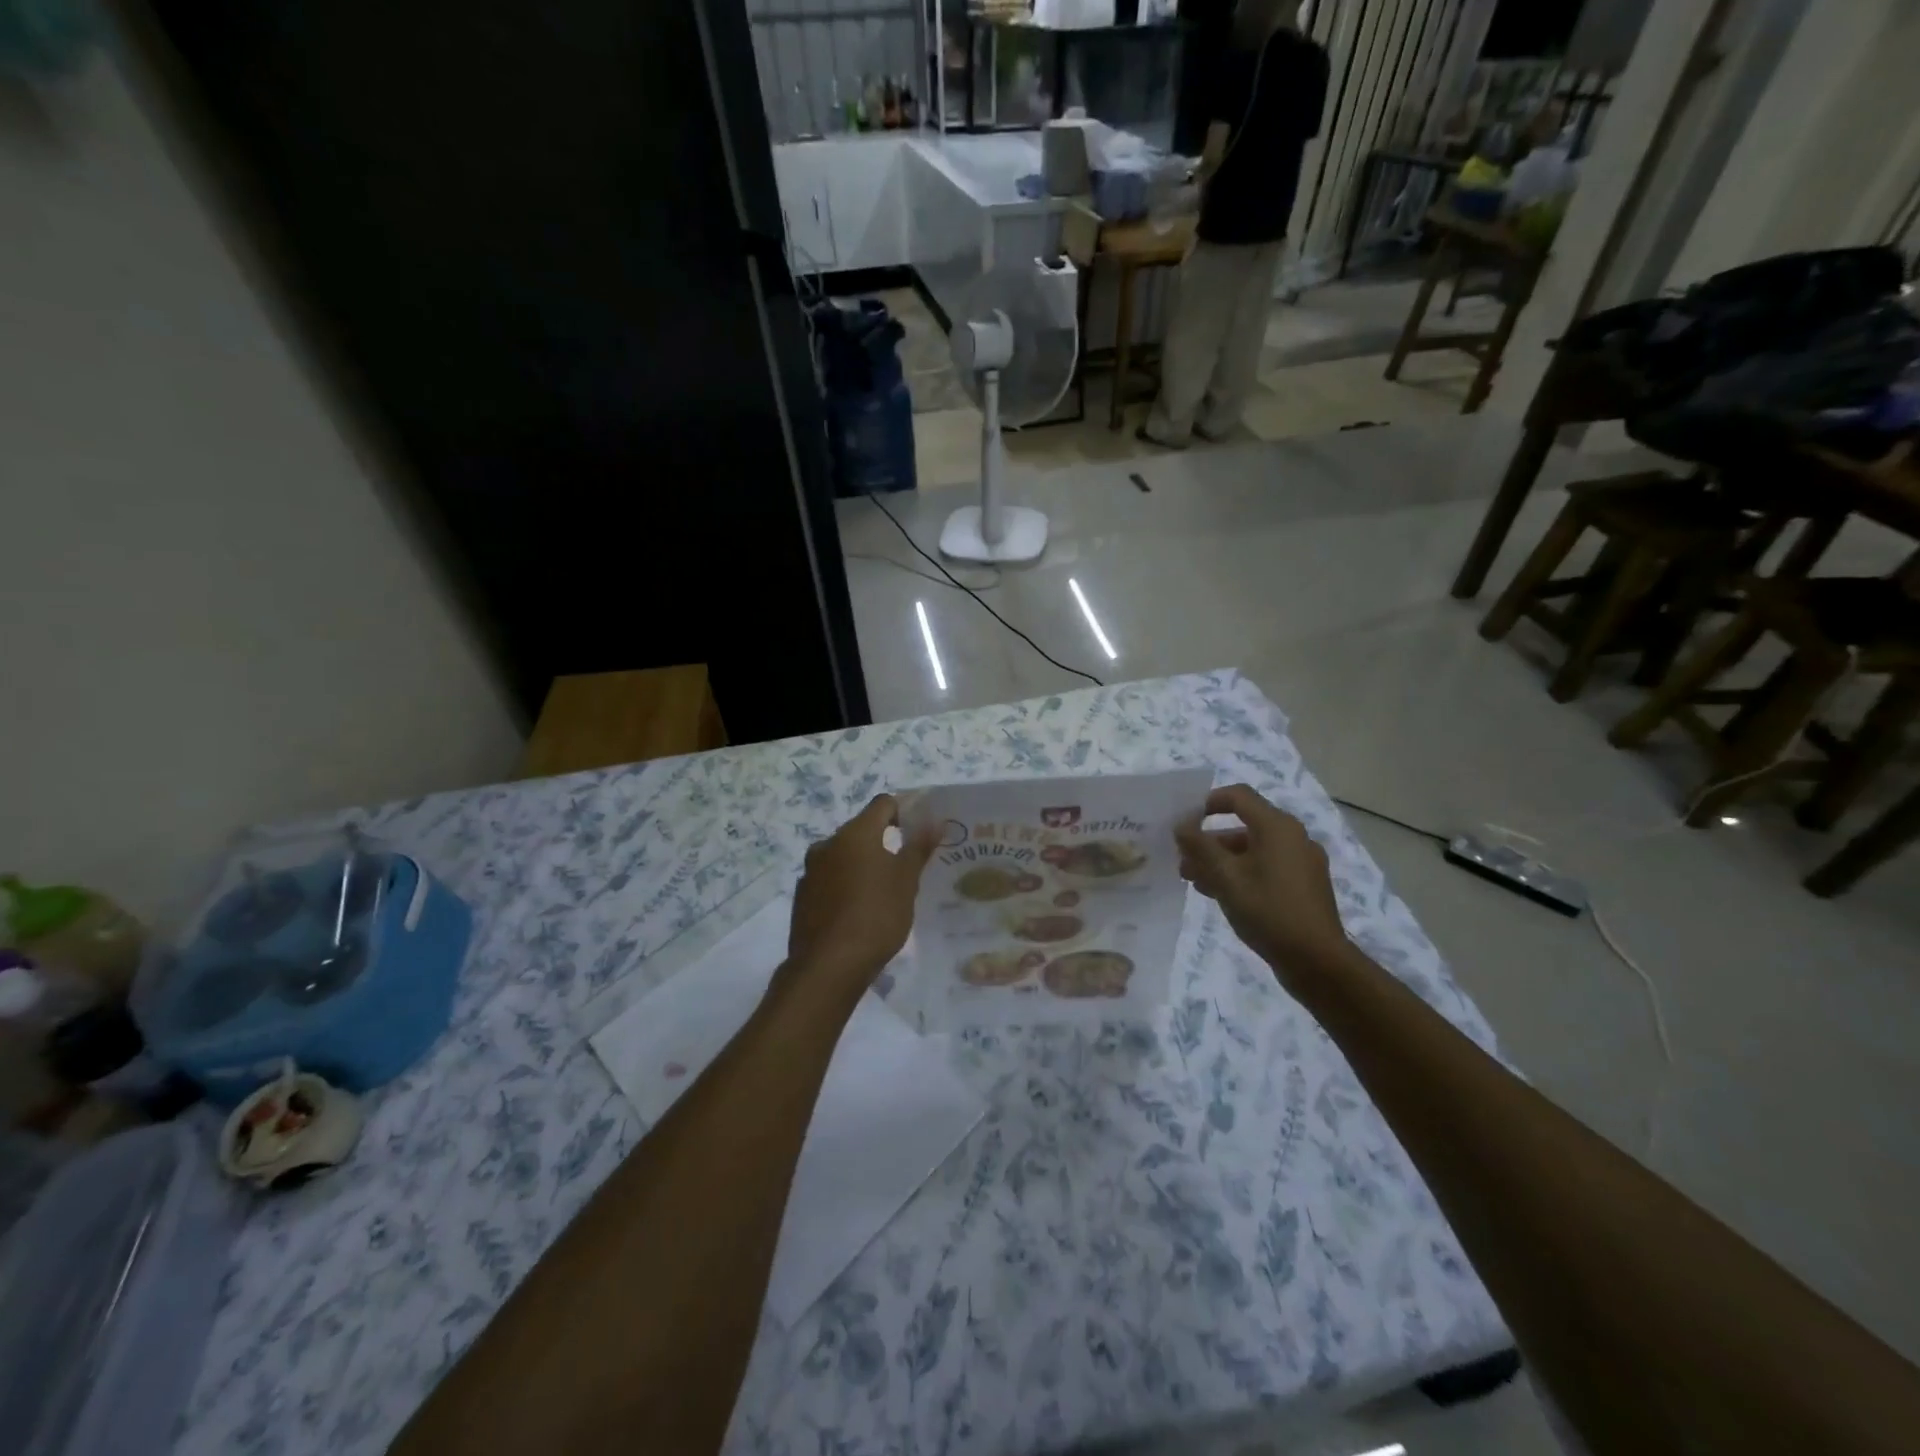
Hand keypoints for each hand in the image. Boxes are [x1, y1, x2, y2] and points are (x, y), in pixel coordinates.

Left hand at [784, 795, 938, 1006]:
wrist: (828, 966)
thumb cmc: (876, 916)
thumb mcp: (906, 882)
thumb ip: (918, 848)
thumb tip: (933, 822)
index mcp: (855, 834)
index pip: (882, 805)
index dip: (903, 812)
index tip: (918, 832)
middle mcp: (828, 844)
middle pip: (861, 831)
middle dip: (883, 843)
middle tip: (906, 867)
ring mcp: (811, 871)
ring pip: (843, 857)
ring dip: (862, 867)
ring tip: (883, 893)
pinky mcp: (802, 897)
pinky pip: (829, 881)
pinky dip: (845, 887)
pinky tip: (858, 913)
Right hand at [1174, 784, 1349, 976]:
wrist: (1317, 962)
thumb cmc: (1268, 911)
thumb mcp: (1225, 877)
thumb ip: (1200, 847)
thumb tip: (1181, 825)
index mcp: (1278, 827)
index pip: (1238, 796)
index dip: (1207, 803)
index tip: (1185, 823)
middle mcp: (1293, 838)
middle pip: (1244, 826)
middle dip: (1209, 841)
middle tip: (1183, 860)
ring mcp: (1302, 863)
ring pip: (1253, 850)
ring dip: (1221, 860)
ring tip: (1194, 881)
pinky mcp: (1304, 886)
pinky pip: (1266, 868)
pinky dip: (1241, 874)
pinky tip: (1220, 894)